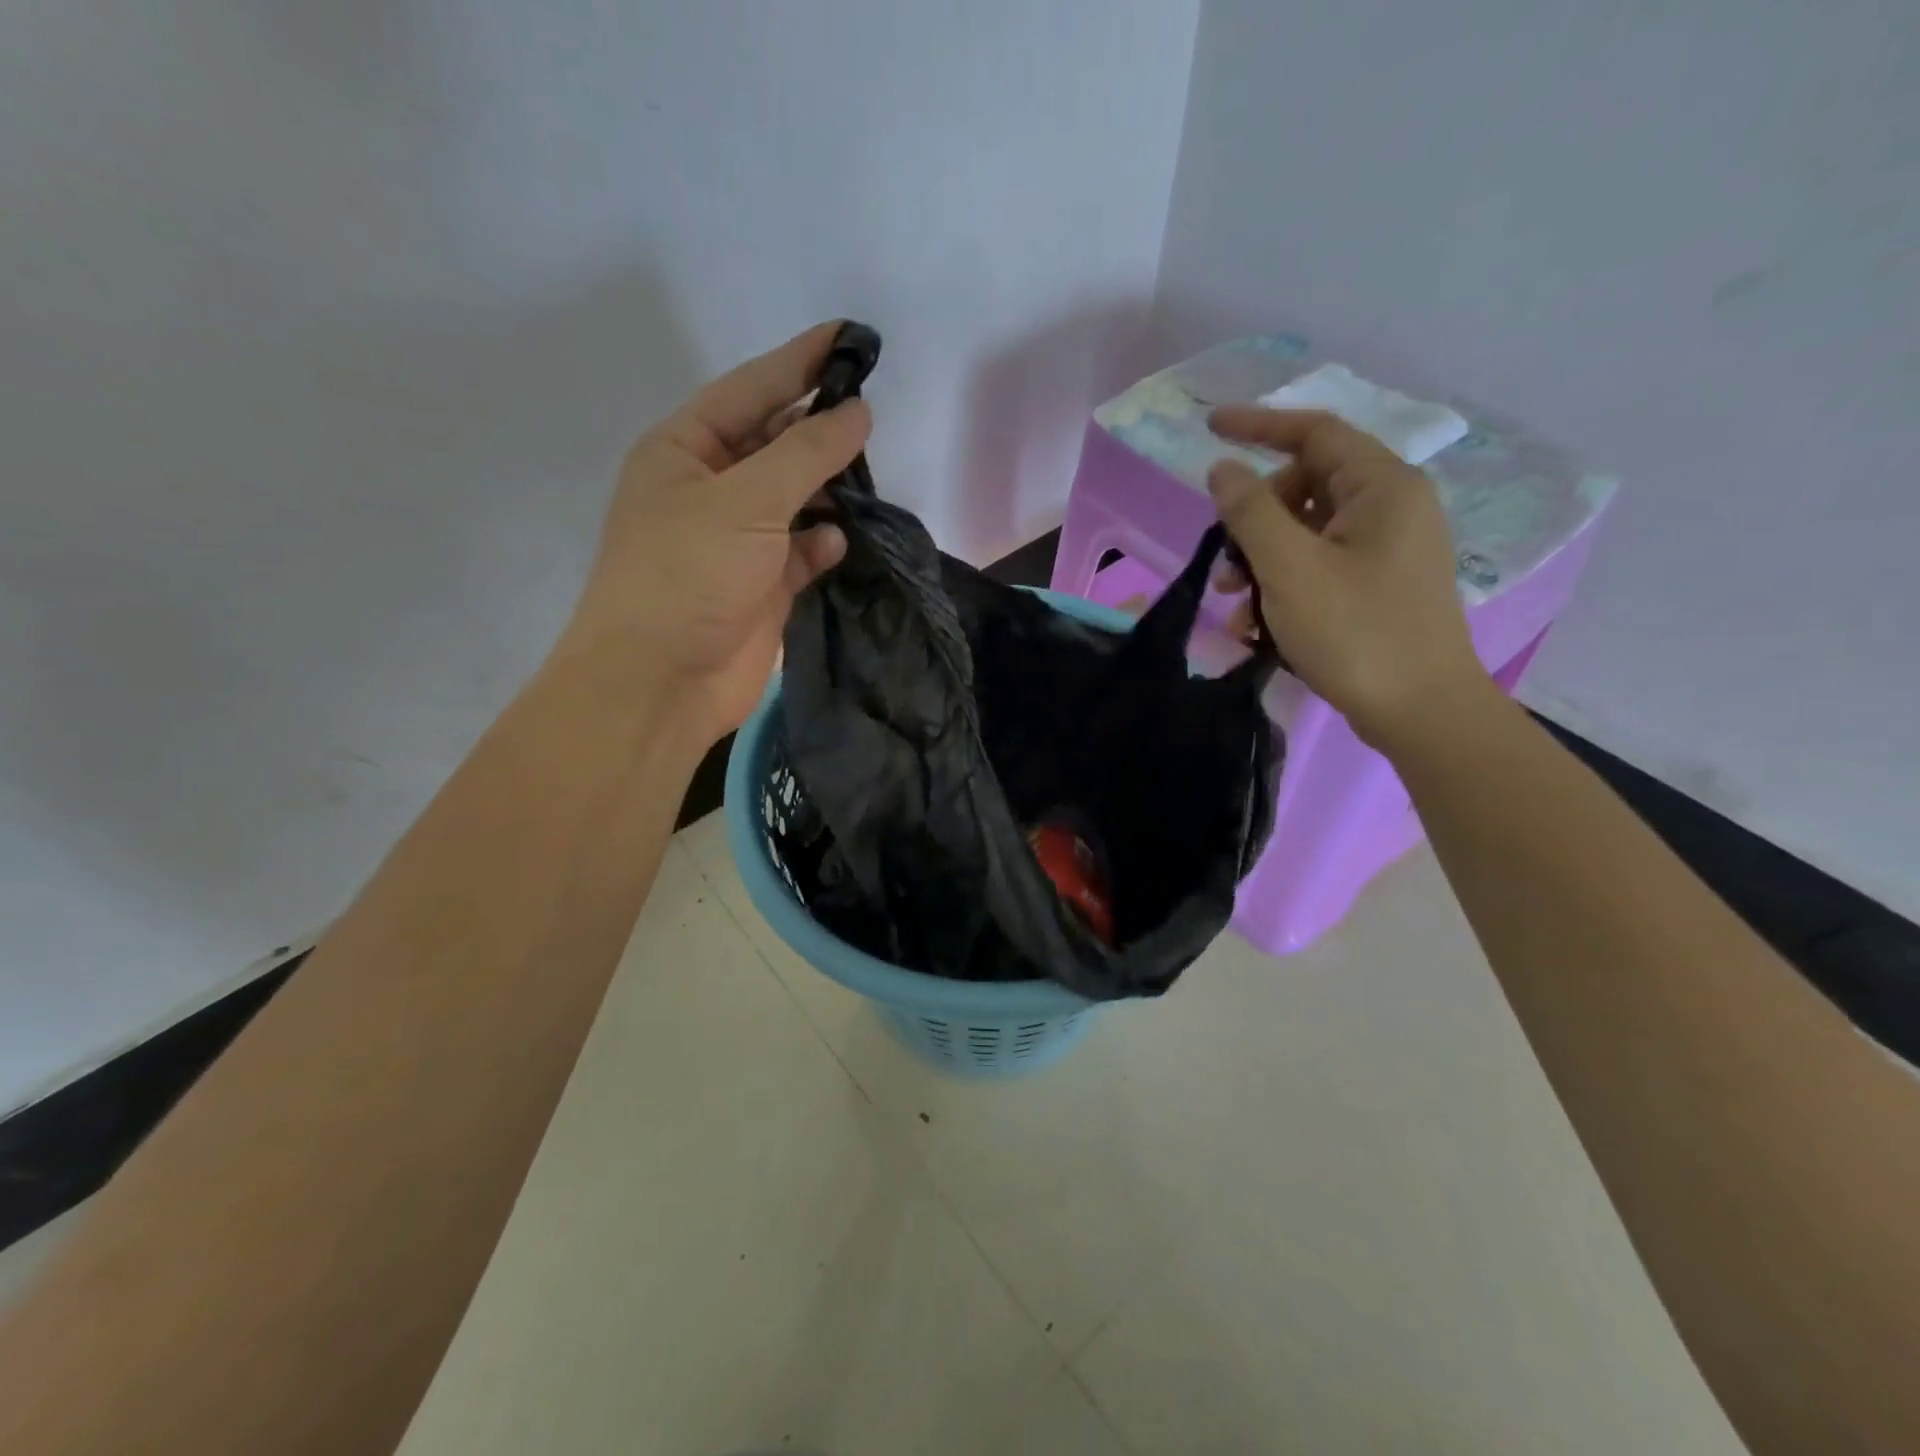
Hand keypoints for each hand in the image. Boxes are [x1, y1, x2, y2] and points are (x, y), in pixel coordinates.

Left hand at [556, 322, 871, 744]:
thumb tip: (857, 413)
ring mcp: (737, 541)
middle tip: (871, 415)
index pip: (751, 389)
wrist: (660, 681)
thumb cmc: (687, 574)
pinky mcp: (762, 586)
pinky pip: (802, 550)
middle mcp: (710, 489)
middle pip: (775, 444)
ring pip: (795, 499)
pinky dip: (822, 544)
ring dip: (829, 491)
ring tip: (869, 479)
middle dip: (819, 430)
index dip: (800, 361)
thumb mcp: (746, 500)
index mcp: (684, 450)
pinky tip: (838, 542)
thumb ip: (806, 453)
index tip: (851, 336)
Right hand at [1206, 407, 1488, 751]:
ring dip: (1261, 561)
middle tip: (1226, 565)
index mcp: (1382, 487)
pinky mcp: (1379, 584)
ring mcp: (1387, 549)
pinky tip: (1259, 626)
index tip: (1208, 428)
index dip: (1258, 425)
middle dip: (1254, 520)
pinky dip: (1284, 585)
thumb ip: (1250, 512)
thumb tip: (1223, 468)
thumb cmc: (1355, 632)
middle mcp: (1391, 507)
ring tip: (1235, 606)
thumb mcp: (1289, 568)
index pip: (1314, 432)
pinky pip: (1320, 564)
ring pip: (1306, 531)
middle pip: (1305, 485)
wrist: (1419, 711)